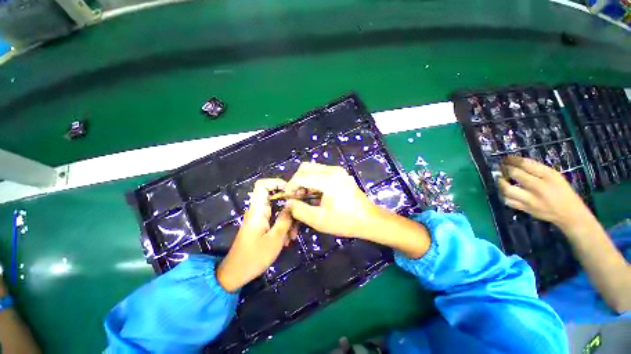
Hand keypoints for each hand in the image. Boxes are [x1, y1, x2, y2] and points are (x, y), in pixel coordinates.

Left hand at [216, 179, 292, 291]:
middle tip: (299, 214)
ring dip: (288, 219)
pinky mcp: (261, 226)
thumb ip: (285, 219)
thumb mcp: (275, 238)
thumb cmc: (254, 256)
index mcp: (258, 210)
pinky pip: (275, 219)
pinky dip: (283, 226)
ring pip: (277, 210)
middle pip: (275, 198)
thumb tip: (292, 204)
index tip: (291, 190)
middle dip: (289, 204)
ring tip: (293, 235)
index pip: (262, 185)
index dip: (276, 182)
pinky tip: (288, 239)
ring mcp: (259, 218)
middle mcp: (258, 211)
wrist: (235, 274)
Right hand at [283, 162, 379, 237]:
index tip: (287, 198)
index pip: (300, 177)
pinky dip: (314, 179)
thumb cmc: (345, 221)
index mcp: (328, 180)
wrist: (369, 220)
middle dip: (297, 181)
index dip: (290, 187)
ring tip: (306, 195)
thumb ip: (300, 210)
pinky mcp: (341, 173)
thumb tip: (288, 202)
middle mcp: (333, 170)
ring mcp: (338, 170)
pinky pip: (321, 171)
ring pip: (313, 168)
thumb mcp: (319, 220)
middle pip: (305, 168)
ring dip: (305, 179)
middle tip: (297, 196)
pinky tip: (316, 193)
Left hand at [498, 156, 593, 231]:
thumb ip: (537, 169)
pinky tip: (504, 190)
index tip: (506, 158)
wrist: (569, 214)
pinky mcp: (525, 209)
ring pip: (507, 189)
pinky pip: (508, 200)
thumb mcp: (554, 176)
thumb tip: (516, 162)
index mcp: (549, 176)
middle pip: (515, 174)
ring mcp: (531, 200)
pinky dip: (503, 194)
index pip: (526, 164)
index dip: (512, 160)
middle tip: (501, 167)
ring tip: (501, 178)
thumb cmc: (562, 191)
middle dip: (505, 169)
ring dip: (501, 182)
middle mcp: (539, 187)